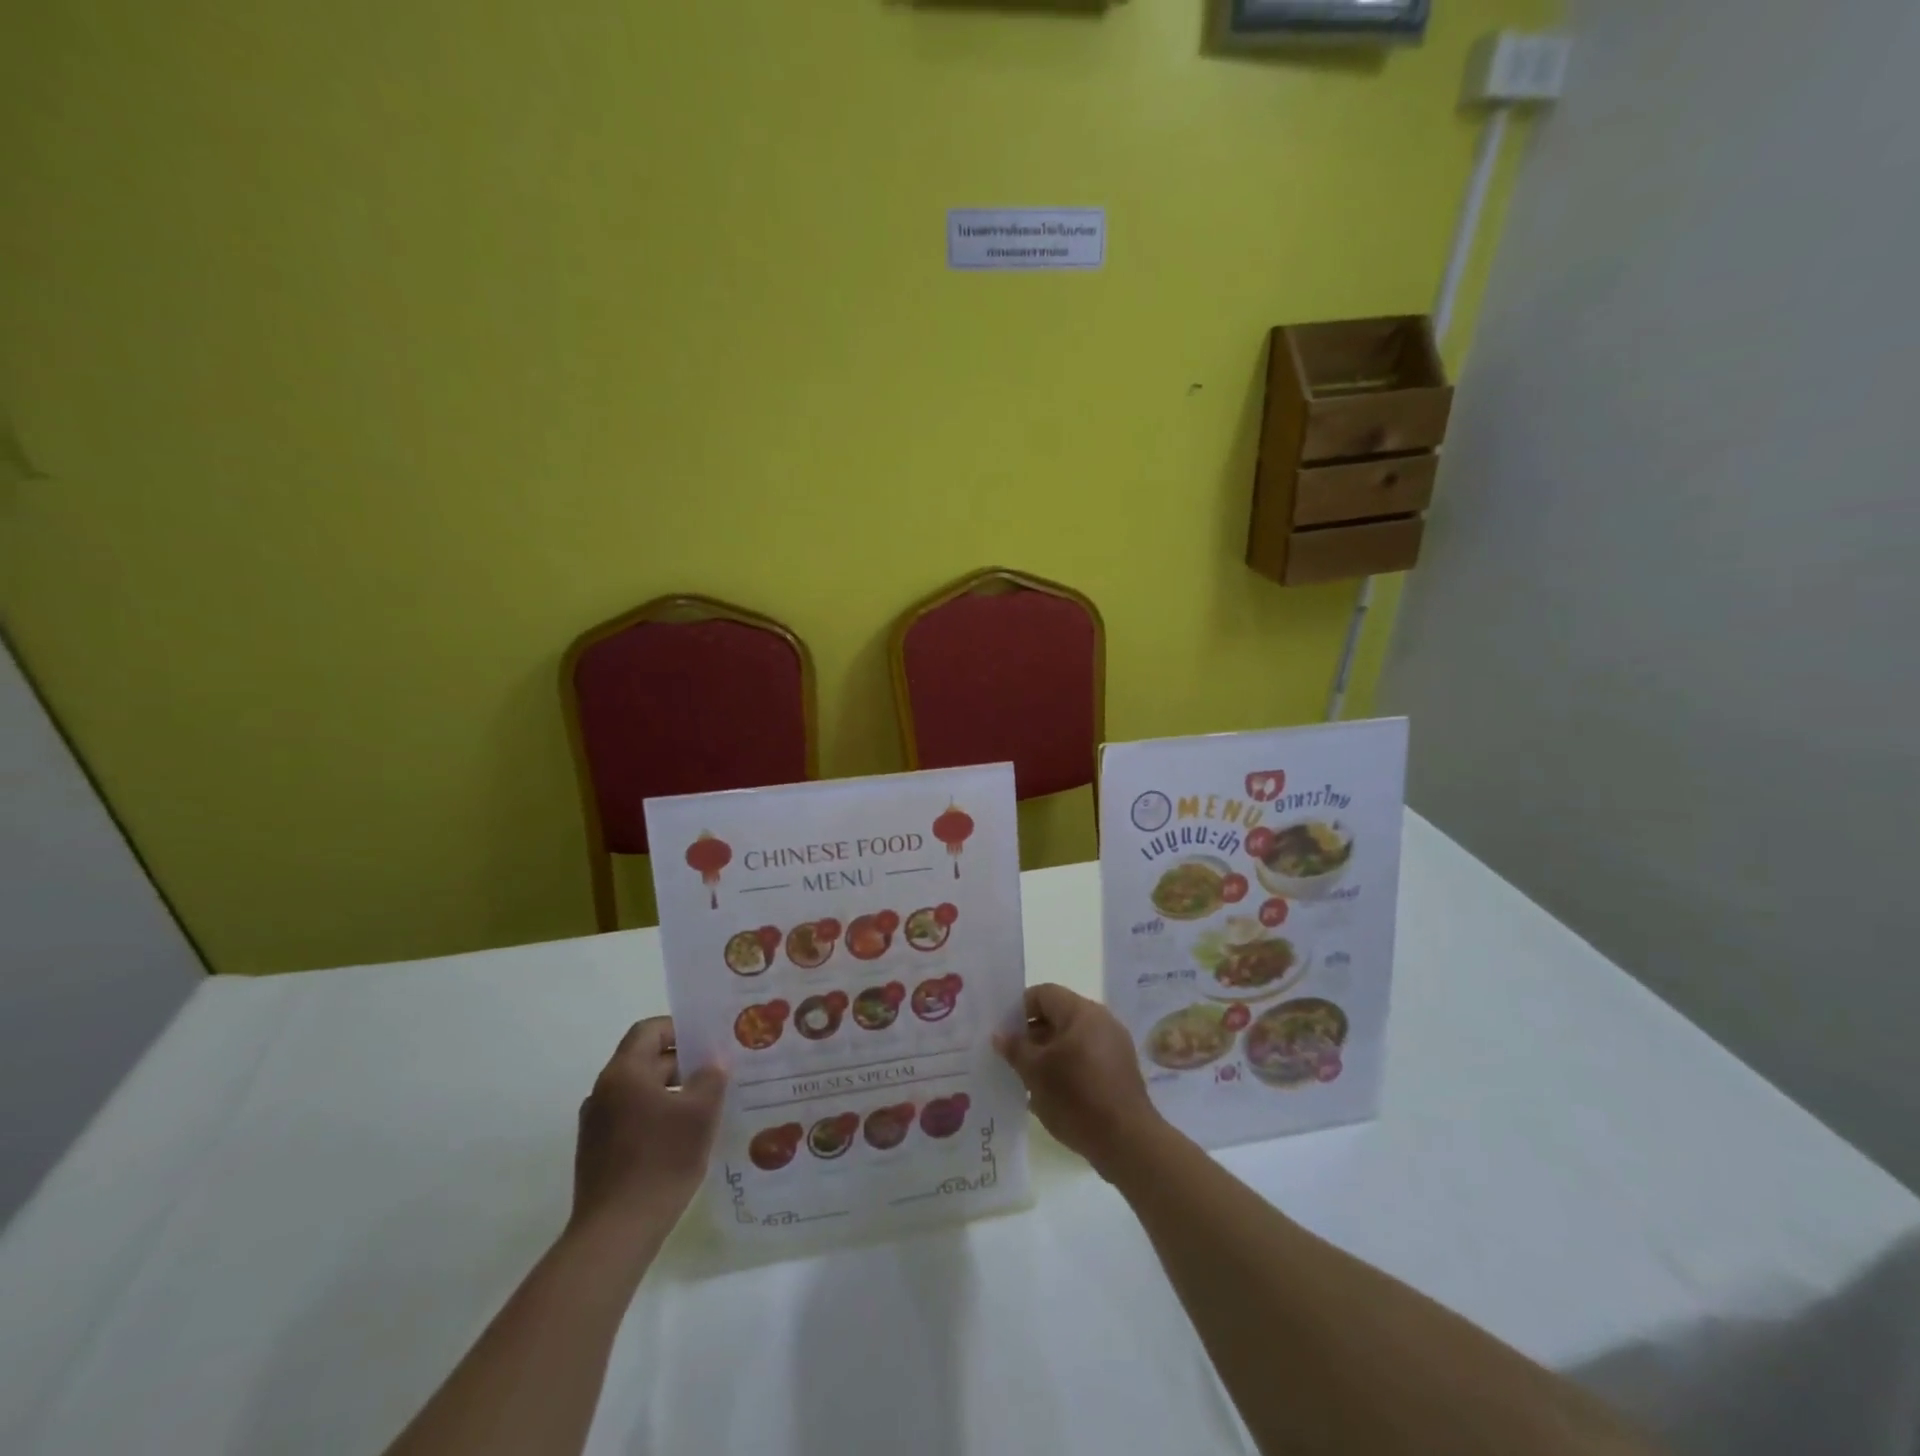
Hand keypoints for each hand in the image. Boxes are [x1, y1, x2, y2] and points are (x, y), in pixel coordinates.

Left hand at [571, 1018, 725, 1241]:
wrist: (615, 1233)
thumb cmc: (660, 1160)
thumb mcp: (700, 1113)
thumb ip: (711, 1078)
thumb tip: (713, 1062)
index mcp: (623, 1073)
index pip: (649, 1030)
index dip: (679, 1028)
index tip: (708, 1040)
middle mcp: (603, 1092)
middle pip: (645, 1060)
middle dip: (682, 1063)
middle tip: (718, 1072)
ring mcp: (596, 1124)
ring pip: (640, 1092)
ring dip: (671, 1092)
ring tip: (706, 1105)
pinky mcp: (597, 1153)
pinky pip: (632, 1118)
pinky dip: (657, 1117)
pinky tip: (683, 1137)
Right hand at [994, 984, 1163, 1178]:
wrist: (1127, 1142)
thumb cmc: (1076, 1098)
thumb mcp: (1036, 1072)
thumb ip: (1015, 1048)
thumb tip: (1000, 1034)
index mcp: (1082, 1012)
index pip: (1043, 993)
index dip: (1019, 1009)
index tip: (1004, 1033)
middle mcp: (1101, 1020)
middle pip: (1058, 1015)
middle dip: (1033, 1034)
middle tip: (1011, 1057)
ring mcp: (1114, 1045)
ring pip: (1071, 1038)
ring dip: (1048, 1053)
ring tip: (1028, 1078)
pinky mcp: (1120, 1070)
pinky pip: (1086, 1057)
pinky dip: (1067, 1066)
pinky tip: (1052, 1092)